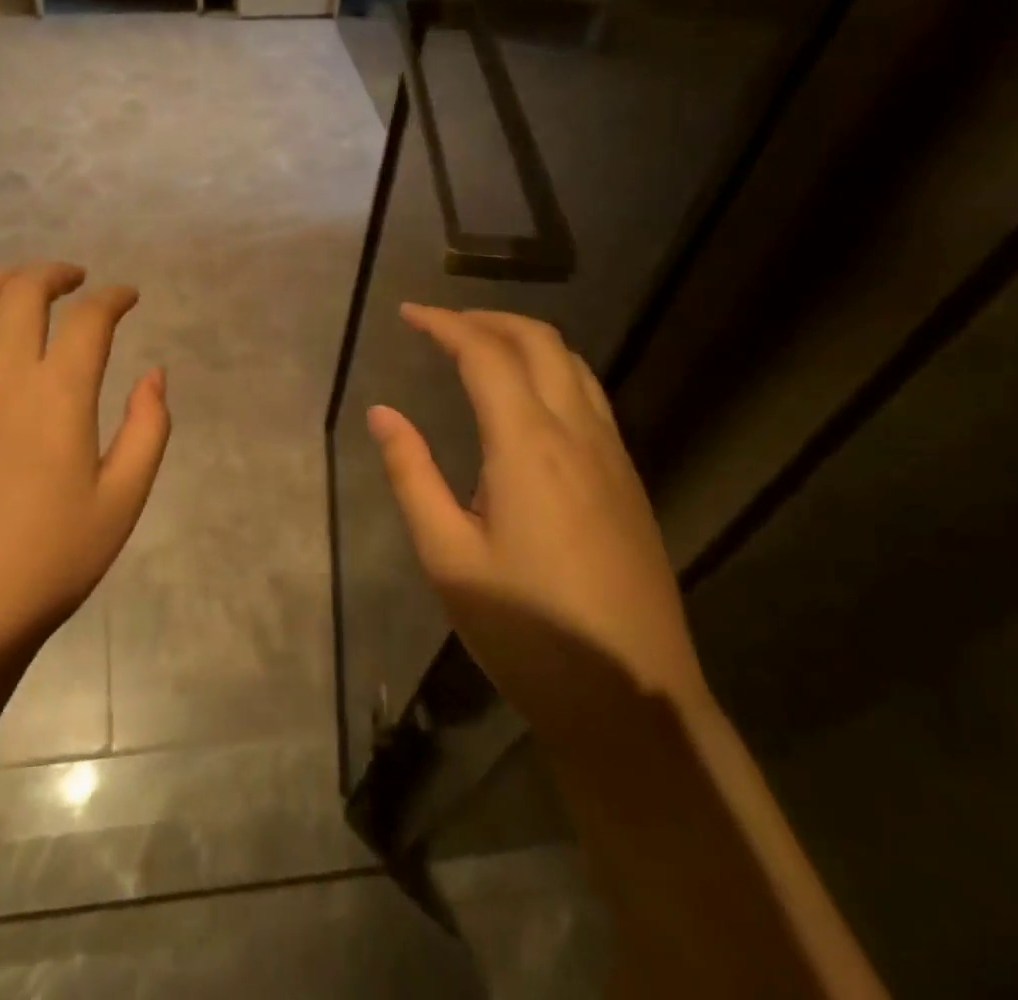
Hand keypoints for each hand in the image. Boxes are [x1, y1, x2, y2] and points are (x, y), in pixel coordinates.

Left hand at [0, 262, 170, 667]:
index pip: (89, 318)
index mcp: (56, 393)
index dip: (114, 297)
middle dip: (55, 274)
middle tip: (76, 281)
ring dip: (3, 282)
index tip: (127, 297)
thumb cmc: (44, 564)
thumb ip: (147, 429)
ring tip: (23, 291)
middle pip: (23, 291)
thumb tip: (154, 374)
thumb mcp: (121, 504)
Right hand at [367, 305, 706, 754]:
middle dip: (486, 318)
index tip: (407, 314)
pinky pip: (589, 396)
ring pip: (572, 365)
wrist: (635, 703)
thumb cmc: (527, 633)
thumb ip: (411, 475)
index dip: (444, 324)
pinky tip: (525, 400)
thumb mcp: (448, 557)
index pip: (485, 354)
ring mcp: (613, 456)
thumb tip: (382, 413)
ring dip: (523, 339)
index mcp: (528, 446)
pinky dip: (550, 370)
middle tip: (440, 324)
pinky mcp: (628, 481)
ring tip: (478, 347)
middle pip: (539, 342)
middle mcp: (578, 434)